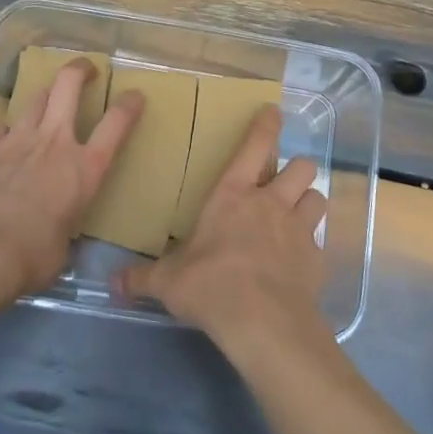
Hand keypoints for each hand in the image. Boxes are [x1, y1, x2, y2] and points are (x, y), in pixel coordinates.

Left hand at [0, 61, 142, 296]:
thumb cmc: (34, 256)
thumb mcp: (65, 245)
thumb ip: (66, 226)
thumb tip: (58, 236)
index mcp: (85, 168)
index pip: (117, 123)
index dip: (129, 105)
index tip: (135, 95)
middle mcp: (55, 142)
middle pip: (69, 85)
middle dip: (80, 70)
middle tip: (86, 69)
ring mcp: (18, 139)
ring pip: (35, 98)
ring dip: (44, 97)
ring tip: (46, 102)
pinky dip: (3, 131)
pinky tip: (1, 140)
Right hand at [115, 105, 326, 347]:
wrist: (262, 321)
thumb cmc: (210, 285)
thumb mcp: (169, 281)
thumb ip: (143, 278)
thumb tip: (113, 282)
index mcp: (233, 195)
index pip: (254, 146)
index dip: (266, 125)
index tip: (274, 112)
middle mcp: (271, 203)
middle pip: (301, 167)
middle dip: (296, 170)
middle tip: (285, 183)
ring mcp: (299, 229)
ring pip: (317, 198)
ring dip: (308, 204)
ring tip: (297, 217)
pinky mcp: (316, 260)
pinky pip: (320, 243)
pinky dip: (312, 249)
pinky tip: (300, 265)